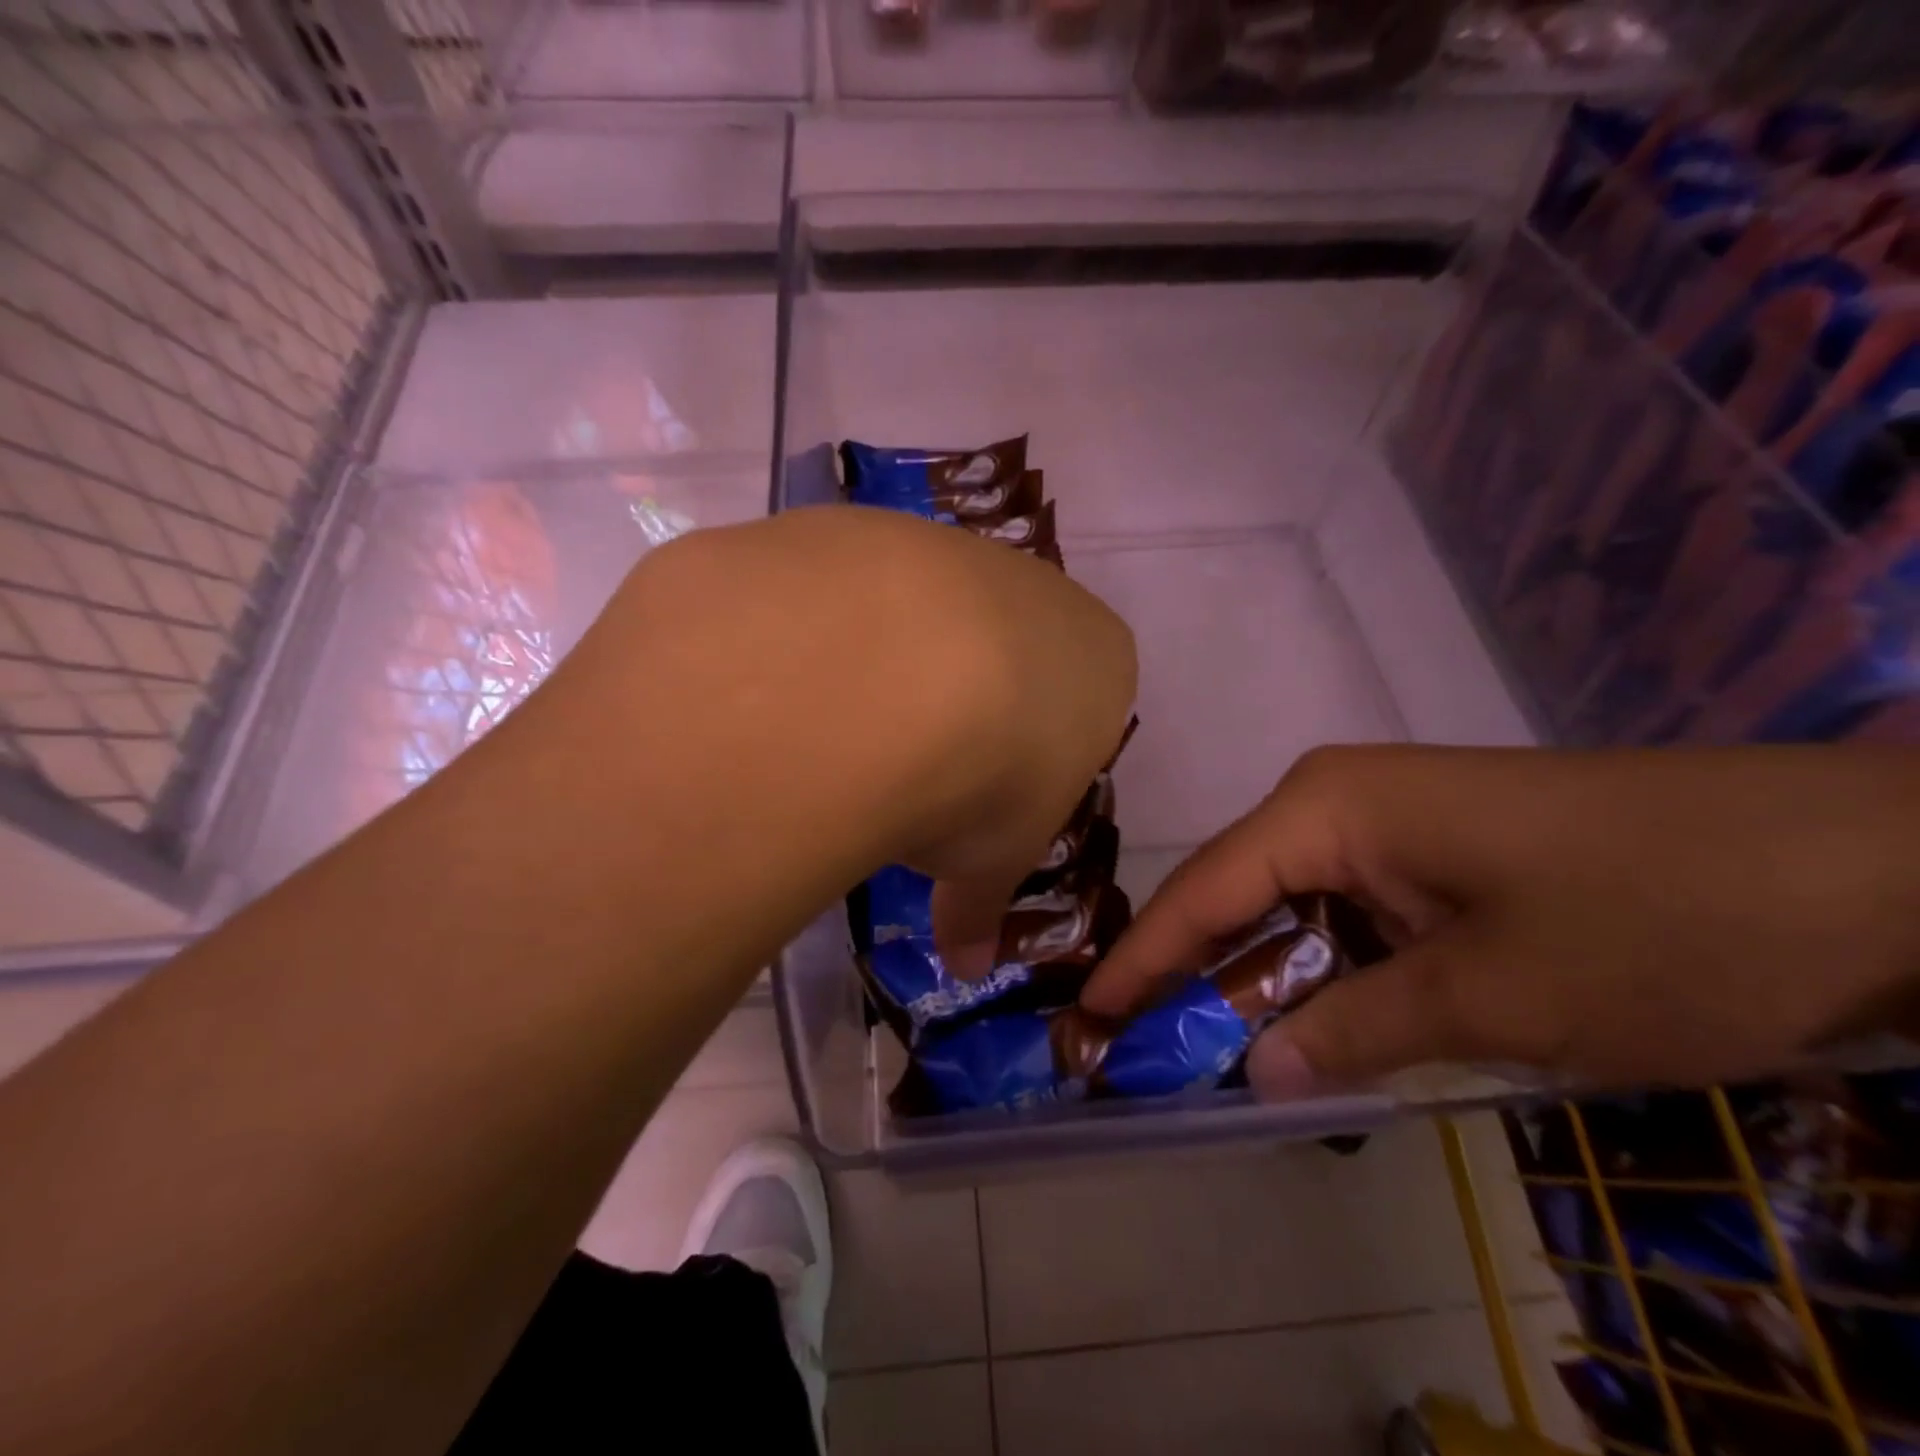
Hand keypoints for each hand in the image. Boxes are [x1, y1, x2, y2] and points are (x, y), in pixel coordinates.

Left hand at [573, 505, 1138, 976]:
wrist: (878, 676)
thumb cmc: (980, 778)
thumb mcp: (988, 860)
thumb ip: (979, 906)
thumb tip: (967, 966)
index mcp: (1095, 658)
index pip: (1075, 702)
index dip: (1029, 753)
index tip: (984, 793)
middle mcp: (1027, 584)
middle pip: (996, 646)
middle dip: (958, 702)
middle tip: (903, 766)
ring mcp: (935, 543)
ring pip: (911, 609)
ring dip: (879, 662)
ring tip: (829, 728)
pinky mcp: (848, 527)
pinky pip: (832, 589)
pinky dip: (810, 633)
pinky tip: (778, 681)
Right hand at [1080, 744, 1919, 1097]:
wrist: (1862, 863)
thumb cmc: (1656, 918)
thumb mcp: (1495, 998)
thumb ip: (1357, 1032)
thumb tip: (1258, 1074)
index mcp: (1326, 807)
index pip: (1204, 889)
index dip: (1140, 958)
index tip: (1086, 1014)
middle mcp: (1336, 800)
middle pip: (1238, 895)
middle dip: (1193, 974)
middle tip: (1141, 1048)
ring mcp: (1387, 821)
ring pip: (1294, 908)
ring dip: (1264, 981)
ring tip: (1211, 1051)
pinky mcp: (1434, 849)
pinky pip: (1350, 913)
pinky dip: (1326, 971)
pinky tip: (1315, 1022)